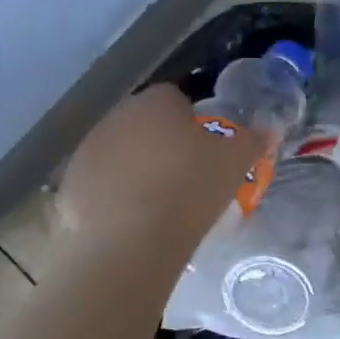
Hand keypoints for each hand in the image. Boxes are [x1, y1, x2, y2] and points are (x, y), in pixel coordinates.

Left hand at [57, 85, 265, 254]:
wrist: (133, 240)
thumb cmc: (190, 189)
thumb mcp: (236, 163)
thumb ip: (253, 140)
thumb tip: (269, 129)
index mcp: (155, 102)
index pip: (175, 98)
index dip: (192, 122)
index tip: (204, 149)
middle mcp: (116, 116)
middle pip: (143, 124)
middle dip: (160, 143)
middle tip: (184, 176)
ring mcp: (87, 150)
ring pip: (118, 153)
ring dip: (134, 168)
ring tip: (157, 202)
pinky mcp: (70, 186)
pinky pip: (98, 184)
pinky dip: (112, 196)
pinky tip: (131, 220)